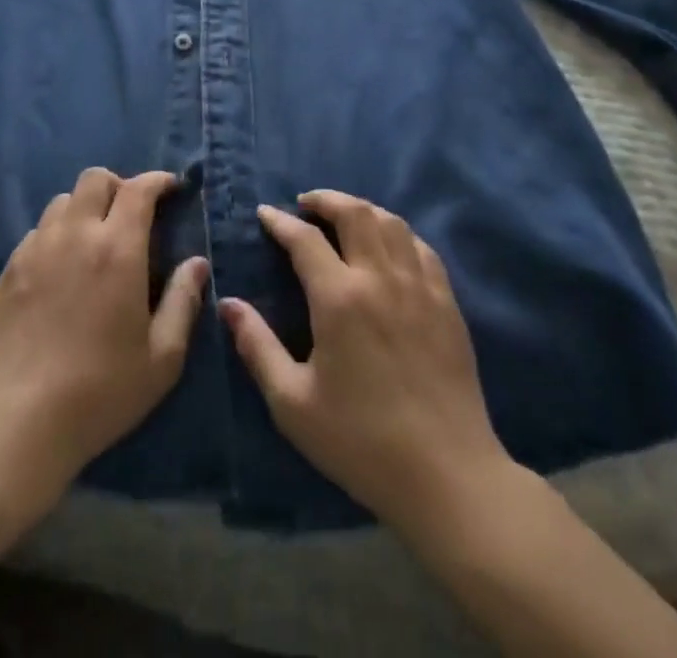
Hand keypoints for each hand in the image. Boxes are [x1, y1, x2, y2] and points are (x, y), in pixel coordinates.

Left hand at [0, 168, 208, 488]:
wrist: (16, 421)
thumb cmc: (99, 391)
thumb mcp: (161, 358)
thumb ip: (183, 302)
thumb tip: (197, 263)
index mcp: (117, 248)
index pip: (139, 189)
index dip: (158, 180)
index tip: (171, 189)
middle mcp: (75, 234)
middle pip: (95, 178)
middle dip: (119, 186)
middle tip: (131, 216)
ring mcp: (36, 248)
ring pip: (63, 201)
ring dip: (85, 208)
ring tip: (94, 241)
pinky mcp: (8, 268)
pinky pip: (38, 231)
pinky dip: (57, 234)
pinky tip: (61, 270)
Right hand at [219, 191, 507, 532]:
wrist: (447, 476)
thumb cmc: (361, 442)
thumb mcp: (292, 403)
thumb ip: (257, 347)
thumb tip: (228, 305)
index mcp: (340, 299)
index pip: (304, 239)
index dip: (280, 222)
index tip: (265, 214)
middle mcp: (380, 278)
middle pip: (354, 212)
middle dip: (325, 199)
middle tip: (305, 203)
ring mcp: (420, 287)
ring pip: (391, 222)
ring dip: (362, 209)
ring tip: (343, 216)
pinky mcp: (447, 303)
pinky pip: (422, 248)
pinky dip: (399, 233)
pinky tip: (389, 245)